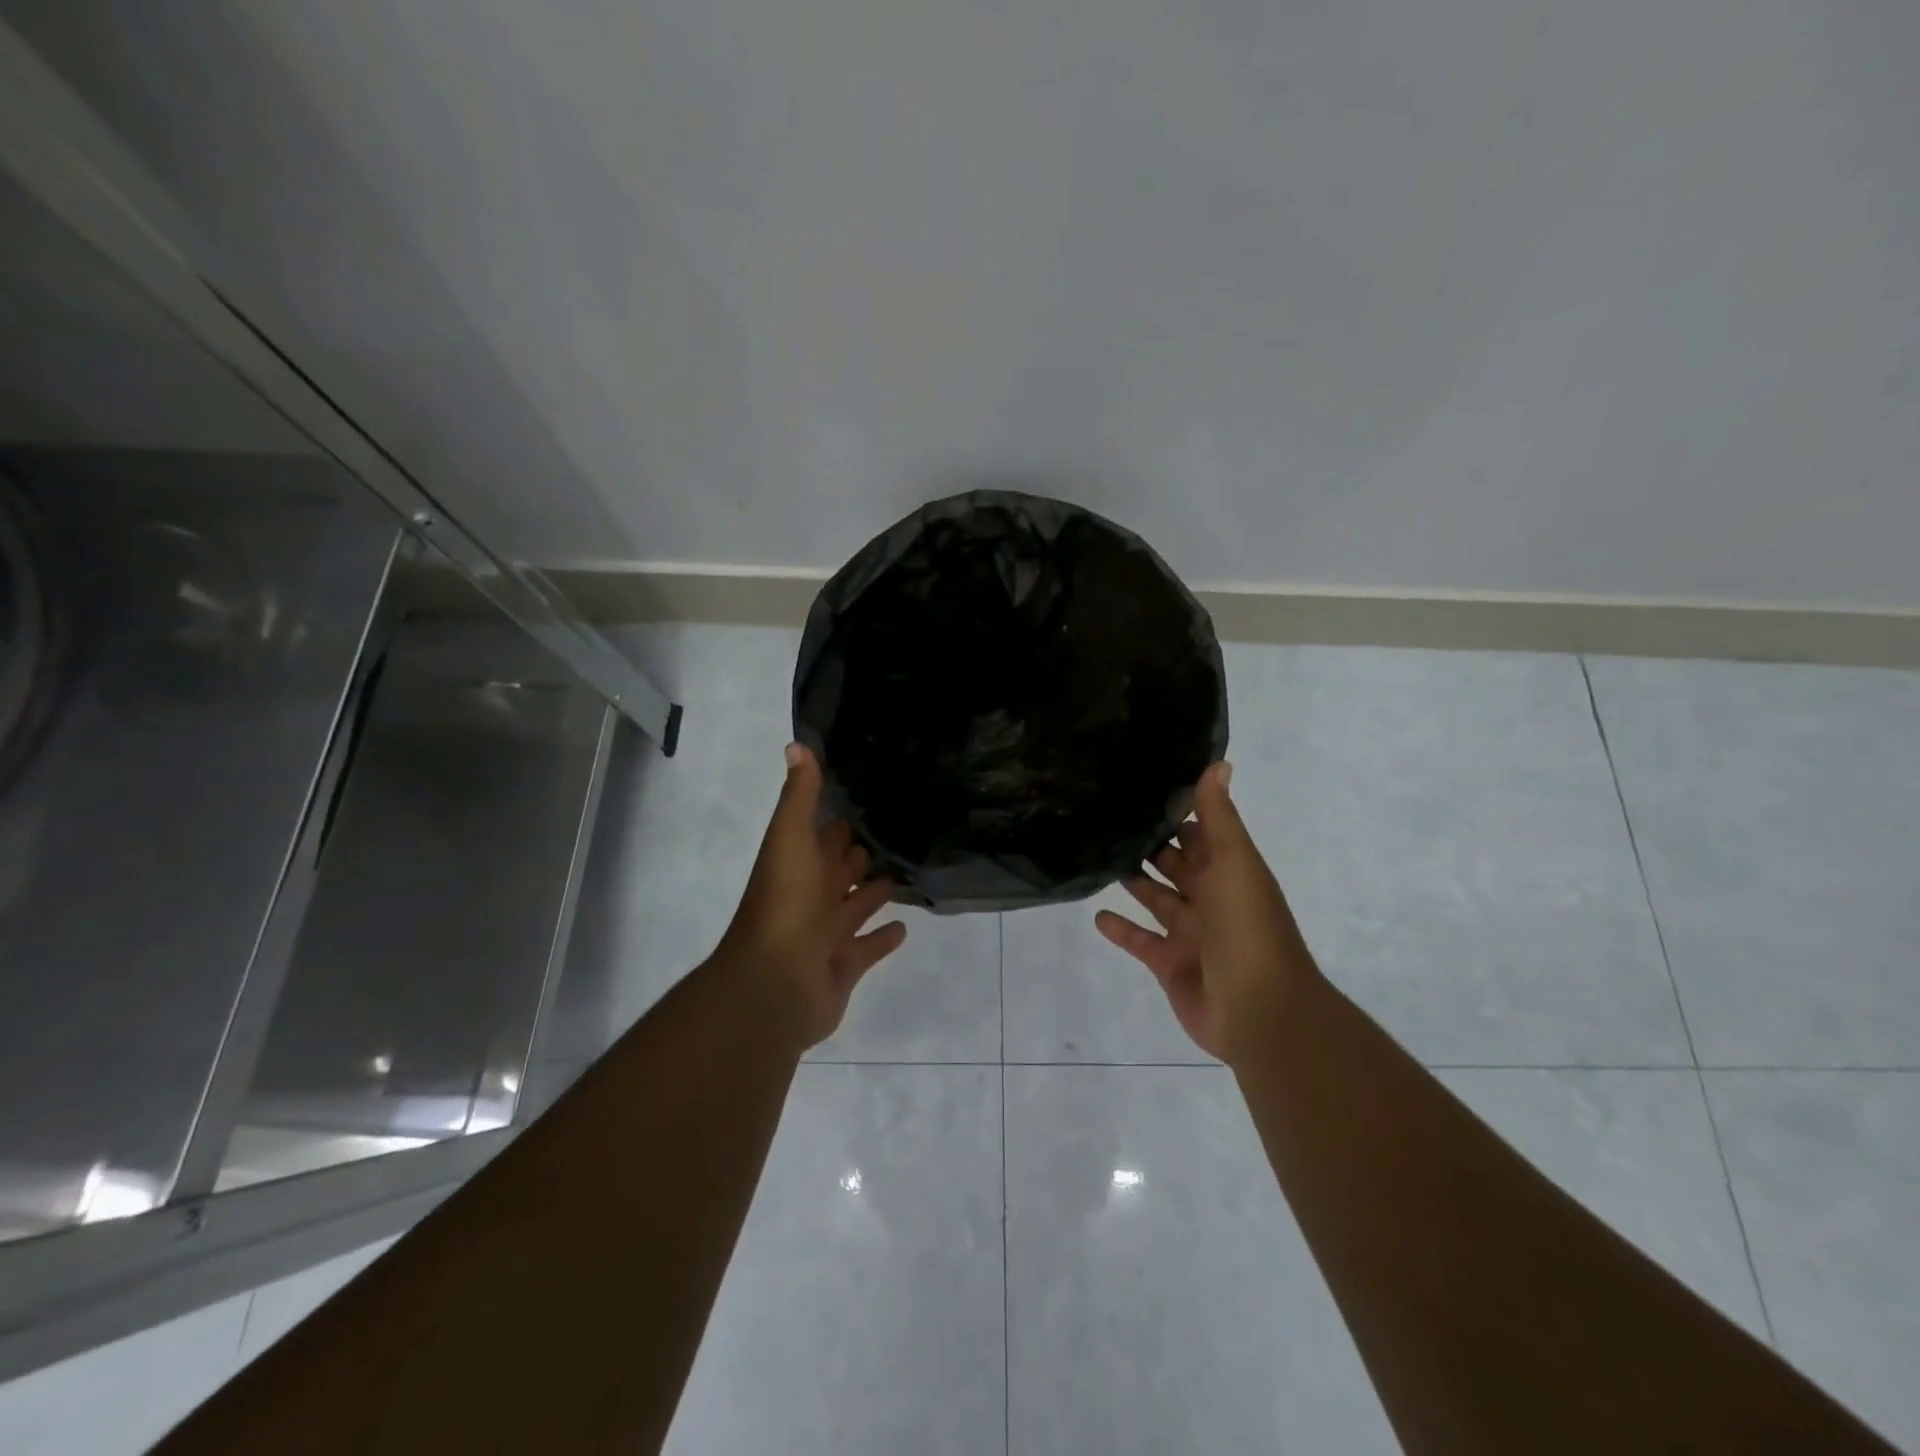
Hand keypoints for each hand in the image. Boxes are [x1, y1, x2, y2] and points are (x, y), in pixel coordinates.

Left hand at [713, 743, 906, 1047]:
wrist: (775, 982)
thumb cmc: (785, 903)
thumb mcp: (790, 838)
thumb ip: (800, 796)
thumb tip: (796, 745)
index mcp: (799, 864)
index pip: (823, 836)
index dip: (839, 821)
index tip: (867, 800)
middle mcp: (812, 896)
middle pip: (839, 871)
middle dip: (858, 855)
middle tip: (895, 834)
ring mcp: (827, 933)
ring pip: (856, 906)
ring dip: (874, 892)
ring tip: (905, 873)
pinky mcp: (845, 965)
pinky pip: (868, 947)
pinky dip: (884, 938)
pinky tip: (906, 926)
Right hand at [1095, 762, 1319, 1066]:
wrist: (1258, 1010)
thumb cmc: (1247, 926)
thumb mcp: (1234, 862)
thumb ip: (1219, 816)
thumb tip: (1219, 762)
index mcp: (1228, 871)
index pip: (1200, 833)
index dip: (1177, 812)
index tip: (1142, 786)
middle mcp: (1210, 898)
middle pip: (1175, 864)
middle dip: (1149, 844)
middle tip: (1107, 817)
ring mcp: (1189, 933)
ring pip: (1156, 899)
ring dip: (1132, 881)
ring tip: (1097, 856)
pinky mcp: (1169, 964)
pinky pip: (1140, 941)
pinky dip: (1121, 929)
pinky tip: (1096, 914)